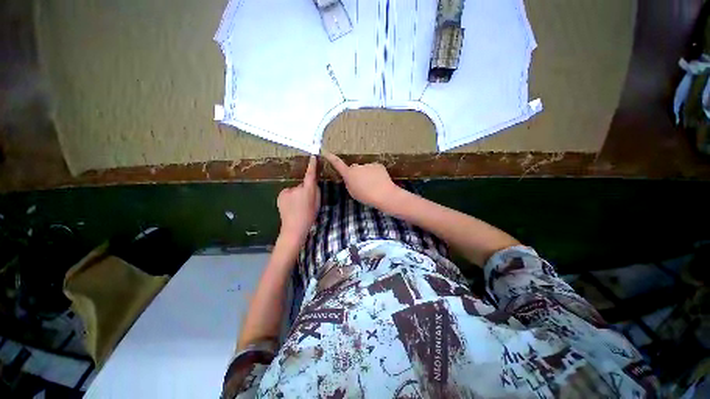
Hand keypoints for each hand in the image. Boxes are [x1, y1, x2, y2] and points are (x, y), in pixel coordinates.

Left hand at [277, 156, 320, 241]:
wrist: (294, 228)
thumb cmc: (309, 216)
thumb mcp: (317, 204)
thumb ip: (315, 191)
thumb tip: (312, 183)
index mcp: (308, 190)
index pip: (310, 174)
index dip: (312, 165)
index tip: (312, 156)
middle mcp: (297, 188)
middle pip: (302, 185)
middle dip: (304, 190)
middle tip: (305, 202)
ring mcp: (287, 191)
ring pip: (295, 189)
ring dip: (296, 194)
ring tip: (297, 207)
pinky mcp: (281, 195)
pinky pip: (288, 193)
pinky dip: (290, 197)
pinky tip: (290, 207)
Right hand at [324, 151, 400, 209]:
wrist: (384, 194)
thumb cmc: (366, 196)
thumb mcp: (353, 193)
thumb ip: (349, 183)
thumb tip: (351, 178)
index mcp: (349, 174)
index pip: (338, 164)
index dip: (331, 158)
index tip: (325, 152)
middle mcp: (357, 167)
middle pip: (354, 169)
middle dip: (357, 174)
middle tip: (363, 185)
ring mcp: (368, 164)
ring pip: (365, 169)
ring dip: (367, 175)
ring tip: (373, 185)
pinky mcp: (378, 165)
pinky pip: (374, 169)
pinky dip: (376, 174)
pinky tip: (380, 182)